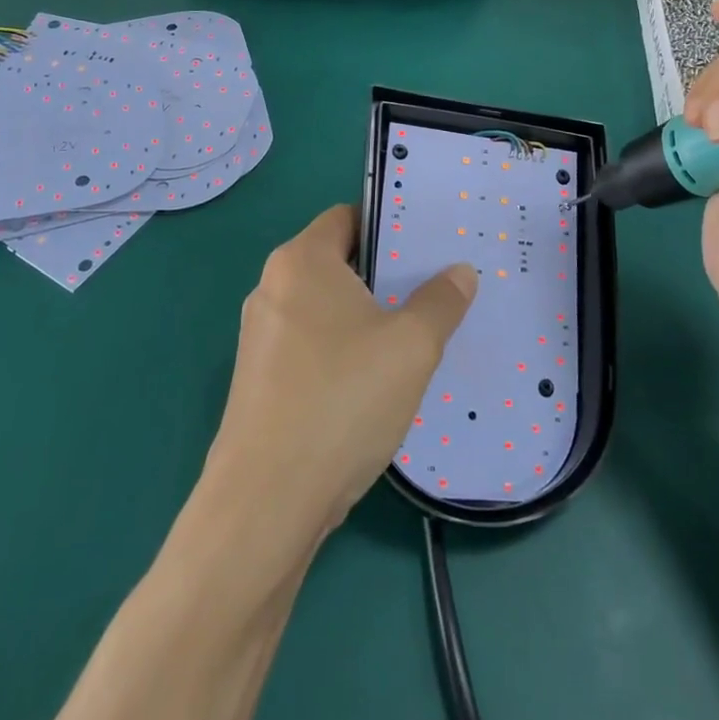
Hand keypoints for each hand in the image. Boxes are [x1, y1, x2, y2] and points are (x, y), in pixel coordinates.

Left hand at [206, 206, 476, 545]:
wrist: (266, 502)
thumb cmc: (342, 400)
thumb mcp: (412, 346)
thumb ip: (441, 301)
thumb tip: (460, 272)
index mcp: (301, 262)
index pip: (347, 217)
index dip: (388, 225)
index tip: (428, 245)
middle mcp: (272, 288)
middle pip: (336, 262)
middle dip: (383, 274)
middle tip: (432, 289)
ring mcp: (260, 336)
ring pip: (324, 308)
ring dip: (364, 316)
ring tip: (412, 335)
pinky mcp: (258, 380)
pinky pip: (310, 345)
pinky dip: (341, 350)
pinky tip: (374, 382)